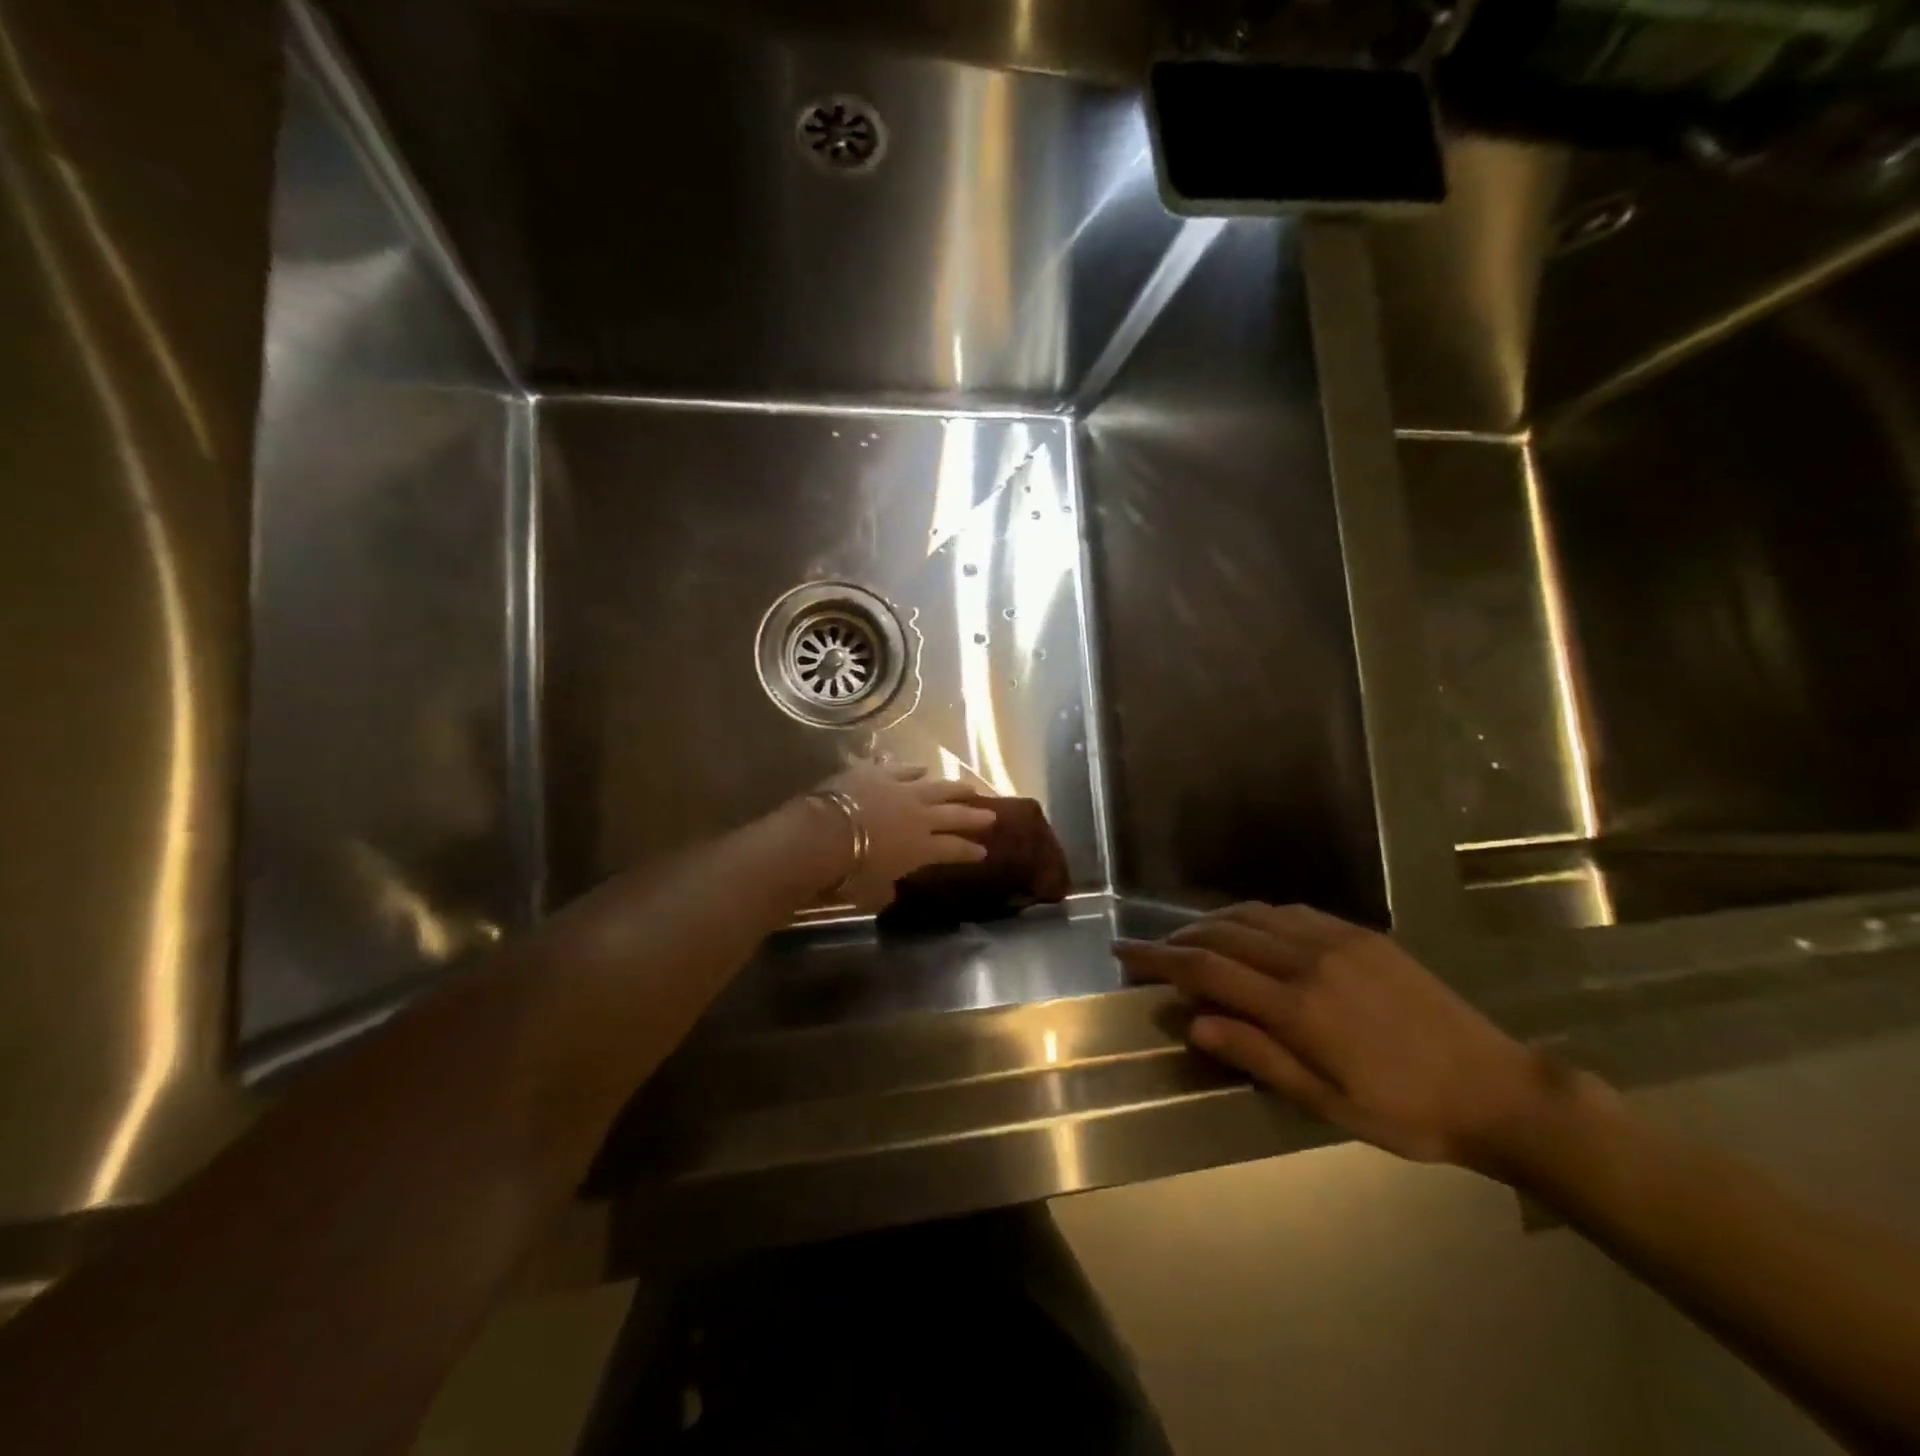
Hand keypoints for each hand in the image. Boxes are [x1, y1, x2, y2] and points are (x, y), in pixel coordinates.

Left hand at [814, 764, 995, 911]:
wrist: (825, 835)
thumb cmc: (849, 873)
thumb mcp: (871, 892)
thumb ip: (885, 891)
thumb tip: (889, 893)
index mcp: (922, 849)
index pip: (954, 850)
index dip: (969, 851)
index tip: (983, 851)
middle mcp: (920, 817)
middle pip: (954, 815)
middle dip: (974, 817)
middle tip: (991, 815)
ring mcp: (901, 791)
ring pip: (937, 787)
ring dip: (954, 788)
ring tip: (968, 787)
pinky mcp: (879, 774)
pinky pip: (903, 769)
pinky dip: (914, 769)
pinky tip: (922, 768)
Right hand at [1115, 904, 1572, 1172]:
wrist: (1499, 1089)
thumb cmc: (1406, 1113)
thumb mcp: (1327, 1103)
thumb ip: (1257, 1056)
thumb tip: (1192, 1023)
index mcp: (1297, 1007)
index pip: (1206, 969)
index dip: (1158, 958)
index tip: (1123, 951)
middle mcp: (1308, 960)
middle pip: (1222, 934)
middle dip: (1177, 938)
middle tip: (1150, 949)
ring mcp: (1337, 940)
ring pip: (1253, 914)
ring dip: (1212, 922)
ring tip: (1190, 939)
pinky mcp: (1361, 934)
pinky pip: (1290, 911)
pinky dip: (1254, 915)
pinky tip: (1249, 929)